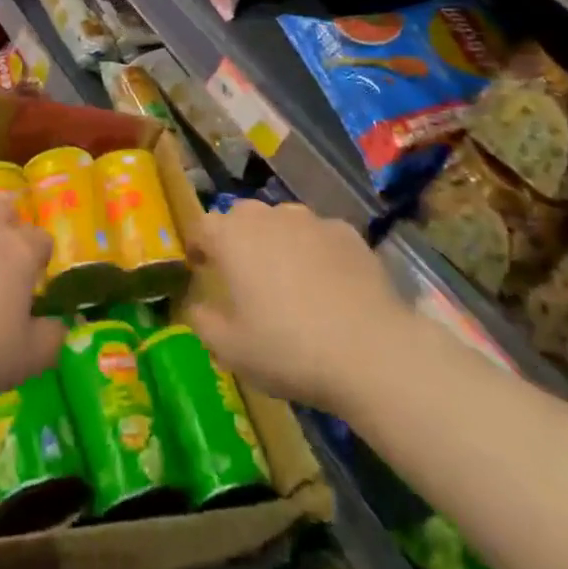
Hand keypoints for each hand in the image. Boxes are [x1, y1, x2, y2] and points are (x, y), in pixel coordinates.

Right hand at [185, 200, 407, 412]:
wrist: (371, 351)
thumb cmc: (288, 349)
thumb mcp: (230, 350)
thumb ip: (203, 322)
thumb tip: (196, 306)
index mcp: (232, 237)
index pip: (201, 227)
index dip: (197, 246)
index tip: (200, 269)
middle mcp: (267, 216)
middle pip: (242, 218)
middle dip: (238, 240)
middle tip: (244, 276)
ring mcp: (311, 220)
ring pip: (283, 222)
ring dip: (278, 242)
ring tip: (289, 279)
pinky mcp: (347, 232)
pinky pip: (320, 236)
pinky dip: (316, 252)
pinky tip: (329, 286)